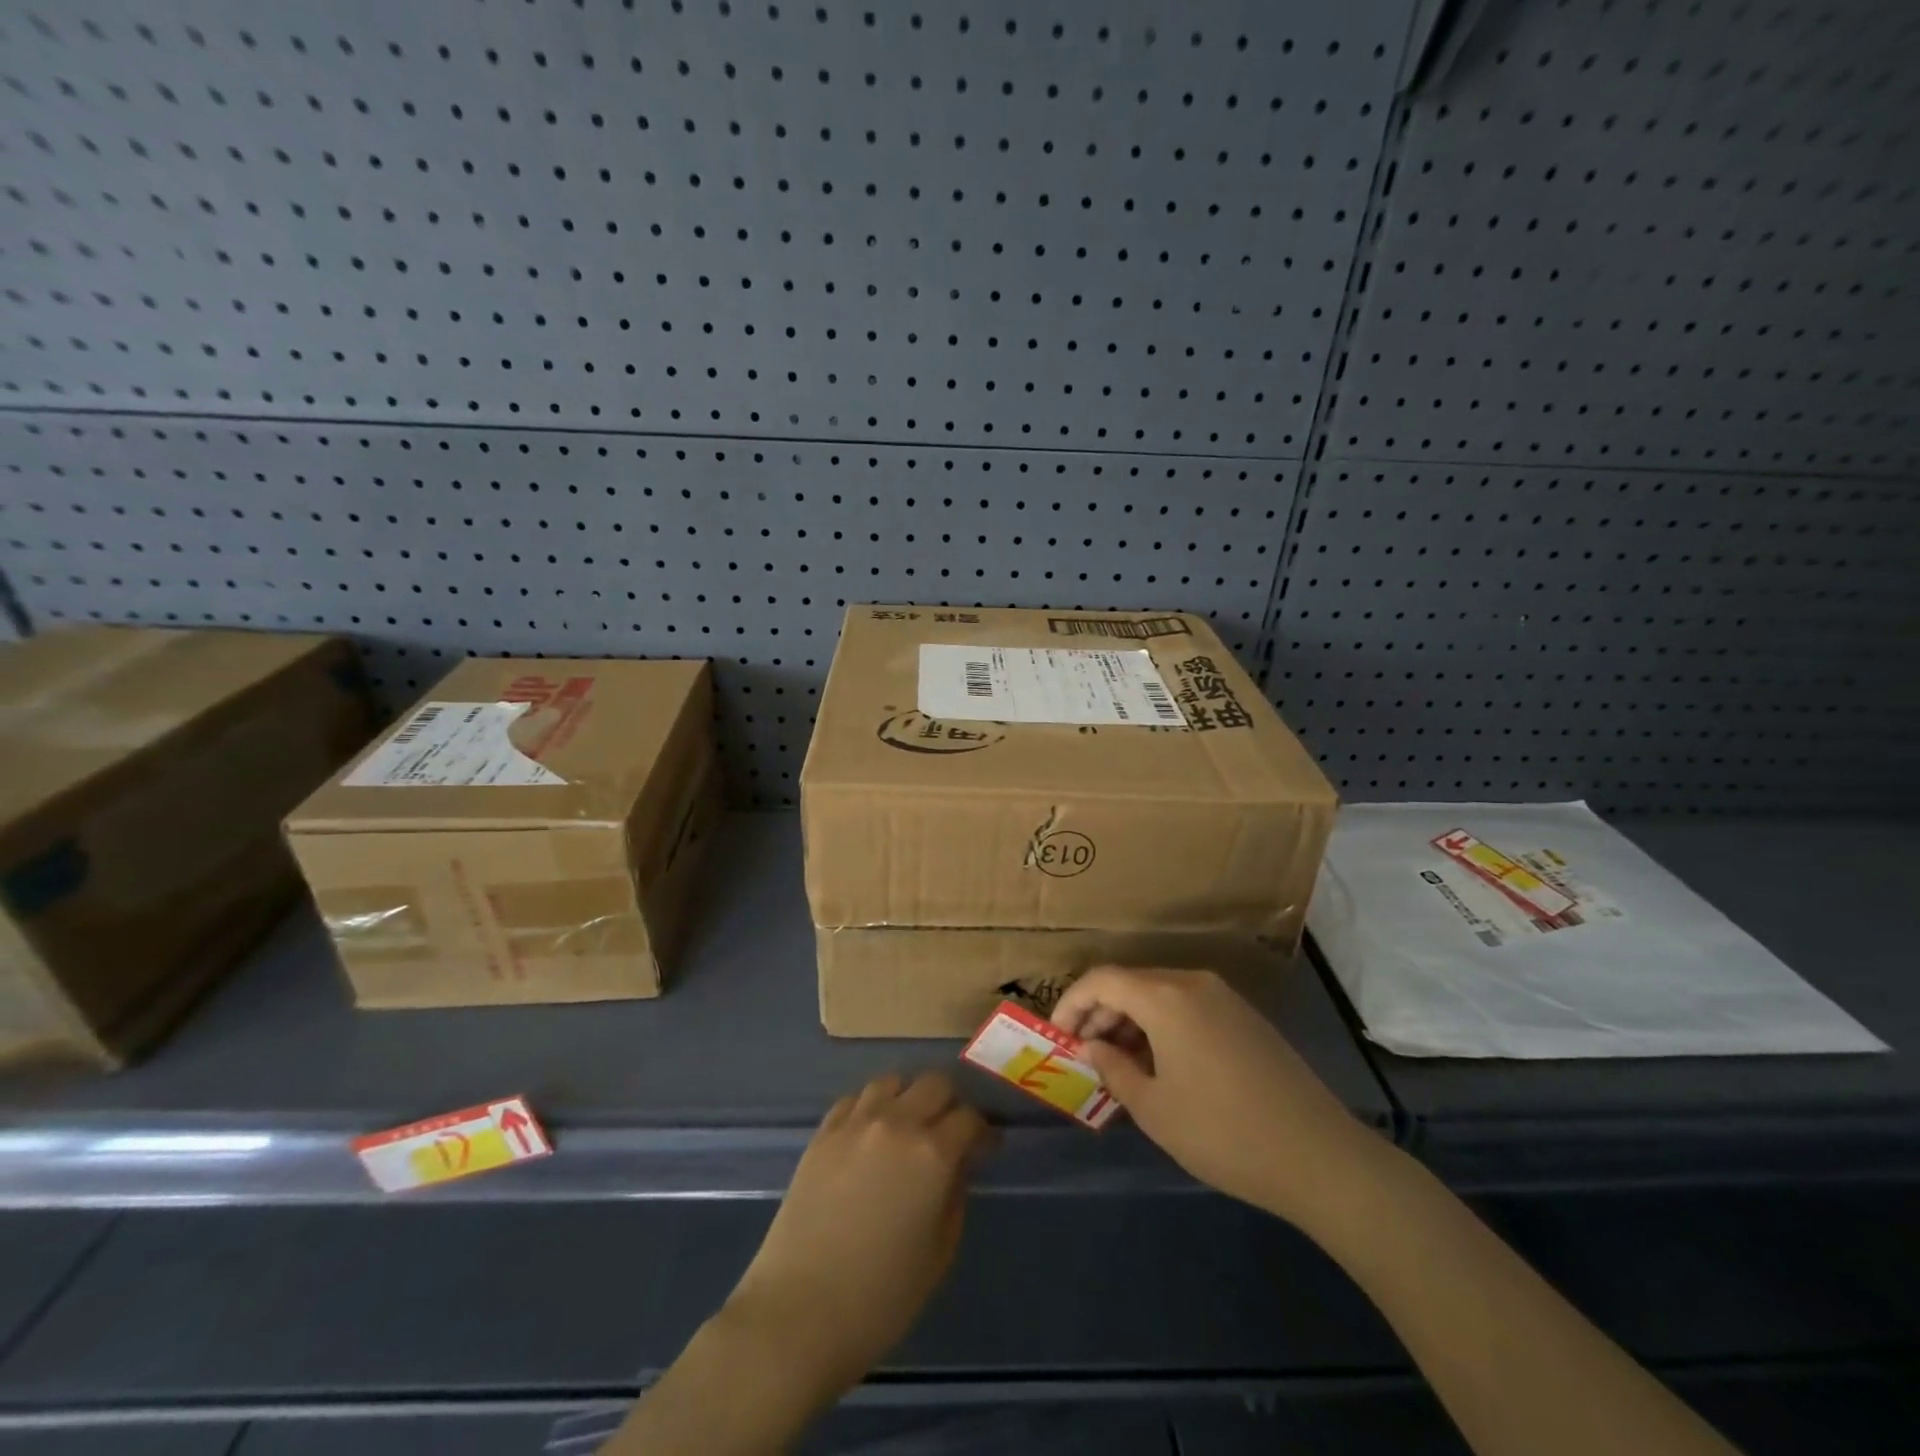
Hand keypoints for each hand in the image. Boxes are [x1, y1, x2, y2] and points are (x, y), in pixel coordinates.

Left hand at [724, 1071, 993, 1397]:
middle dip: (950, 1103)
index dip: (982, 1132)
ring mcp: (855, 1123)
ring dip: (907, 1097)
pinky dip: (870, 1107)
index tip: (985, 1148)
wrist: (798, 1314)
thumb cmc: (880, 1298)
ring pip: (892, 1081)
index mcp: (932, 1153)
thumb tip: (957, 1166)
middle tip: (949, 1133)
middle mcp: (896, 1123)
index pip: (970, 1118)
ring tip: (907, 1127)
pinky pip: (854, 1099)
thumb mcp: (938, 1253)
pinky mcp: (823, 1133)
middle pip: (934, 1083)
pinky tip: (869, 1135)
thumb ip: (955, 1196)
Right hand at [1051, 967, 1378, 1227]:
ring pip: (1160, 993)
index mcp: (1166, 997)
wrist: (1319, 1156)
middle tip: (1084, 1052)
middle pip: (1131, 982)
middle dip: (1100, 1012)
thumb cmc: (1224, 1132)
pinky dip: (1161, 1024)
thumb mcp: (1155, 1109)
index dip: (1072, 1002)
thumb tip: (1093, 1047)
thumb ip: (1114, 1069)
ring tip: (1118, 1062)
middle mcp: (1193, 983)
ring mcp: (1224, 997)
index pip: (1102, 980)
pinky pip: (1187, 1005)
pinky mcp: (1245, 1016)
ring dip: (1130, 1019)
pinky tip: (1160, 1062)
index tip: (1057, 1035)